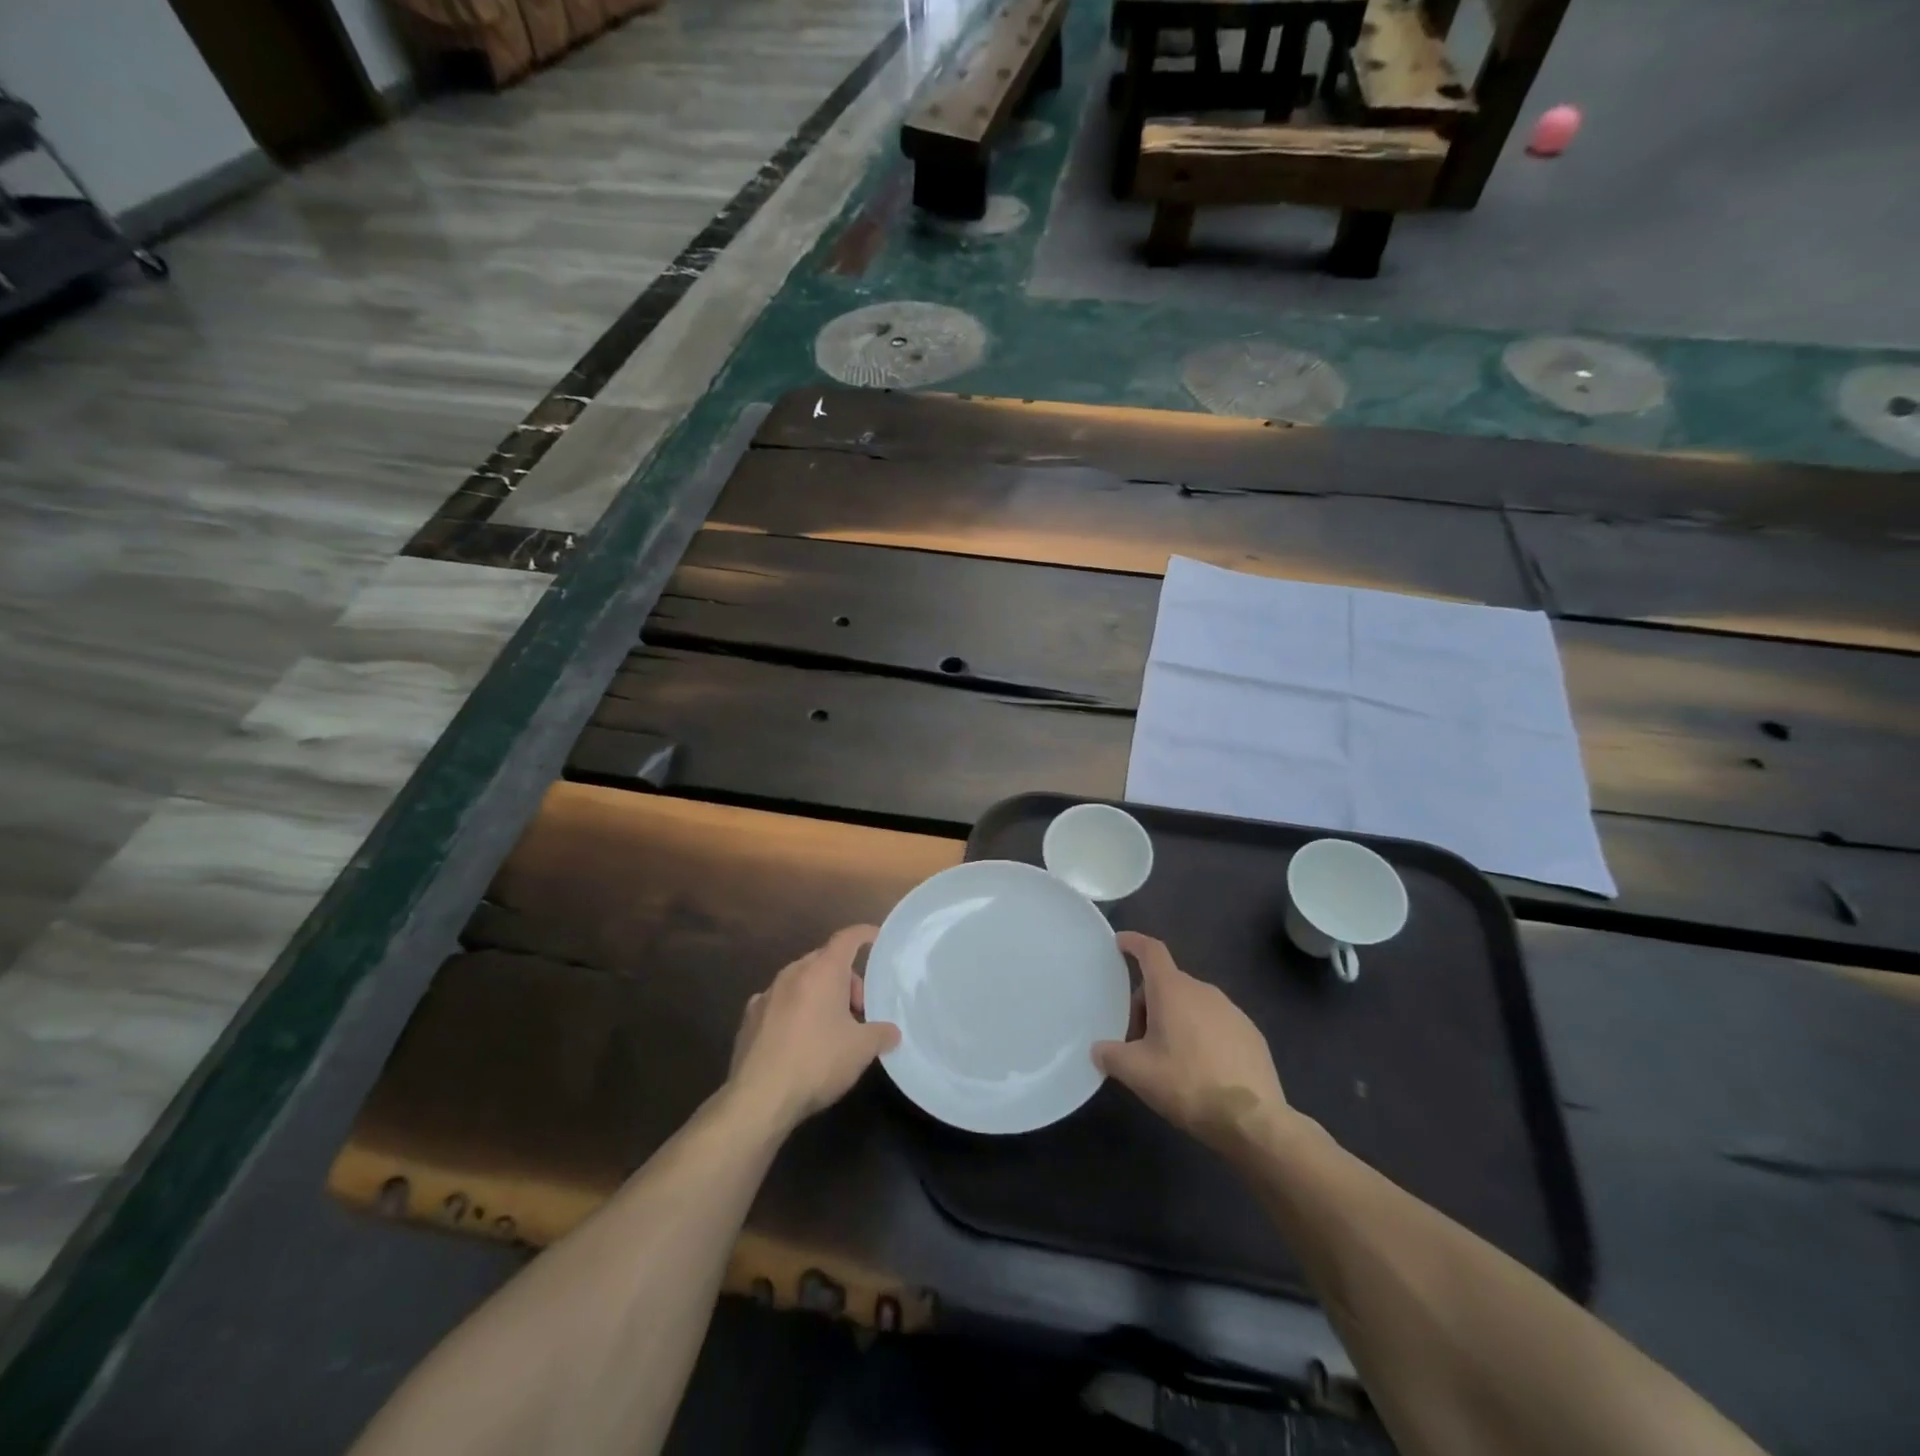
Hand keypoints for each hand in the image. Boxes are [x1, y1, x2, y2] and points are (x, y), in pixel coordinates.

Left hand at [727, 925, 899, 1130]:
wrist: (759, 1097)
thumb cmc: (817, 1061)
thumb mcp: (861, 1050)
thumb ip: (881, 1034)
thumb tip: (892, 1032)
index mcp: (822, 971)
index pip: (847, 938)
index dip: (865, 935)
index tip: (877, 938)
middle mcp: (793, 973)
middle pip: (826, 961)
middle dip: (846, 980)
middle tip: (859, 1011)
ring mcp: (767, 994)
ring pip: (801, 981)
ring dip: (820, 995)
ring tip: (831, 1027)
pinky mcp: (749, 1017)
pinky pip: (780, 1002)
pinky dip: (794, 1010)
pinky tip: (798, 1038)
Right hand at [1093, 932, 1290, 1155]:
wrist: (1254, 1120)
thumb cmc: (1188, 1084)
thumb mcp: (1137, 1073)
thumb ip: (1111, 1055)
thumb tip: (1099, 1049)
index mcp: (1172, 990)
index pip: (1151, 951)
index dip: (1134, 942)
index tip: (1120, 942)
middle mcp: (1203, 990)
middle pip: (1167, 984)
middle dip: (1148, 1004)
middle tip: (1137, 1040)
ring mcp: (1231, 1010)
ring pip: (1192, 1004)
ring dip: (1175, 1019)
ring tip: (1169, 1058)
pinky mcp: (1251, 1033)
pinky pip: (1215, 1023)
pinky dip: (1201, 1034)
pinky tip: (1200, 1069)